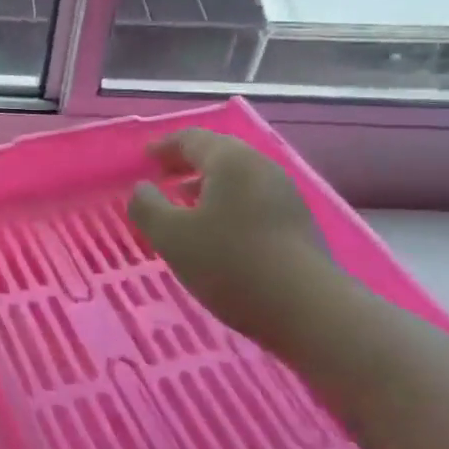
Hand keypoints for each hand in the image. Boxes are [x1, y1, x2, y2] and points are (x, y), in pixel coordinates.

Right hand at [126, 130, 328, 347]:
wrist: (307, 309)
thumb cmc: (229, 263)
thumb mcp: (171, 236)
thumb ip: (147, 206)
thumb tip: (141, 188)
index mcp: (230, 161)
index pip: (191, 139)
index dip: (163, 146)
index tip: (143, 159)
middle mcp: (261, 168)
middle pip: (219, 153)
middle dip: (186, 163)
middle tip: (160, 177)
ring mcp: (284, 195)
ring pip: (238, 178)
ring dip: (207, 185)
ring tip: (183, 205)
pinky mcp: (297, 223)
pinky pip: (252, 199)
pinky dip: (227, 204)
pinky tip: (216, 231)